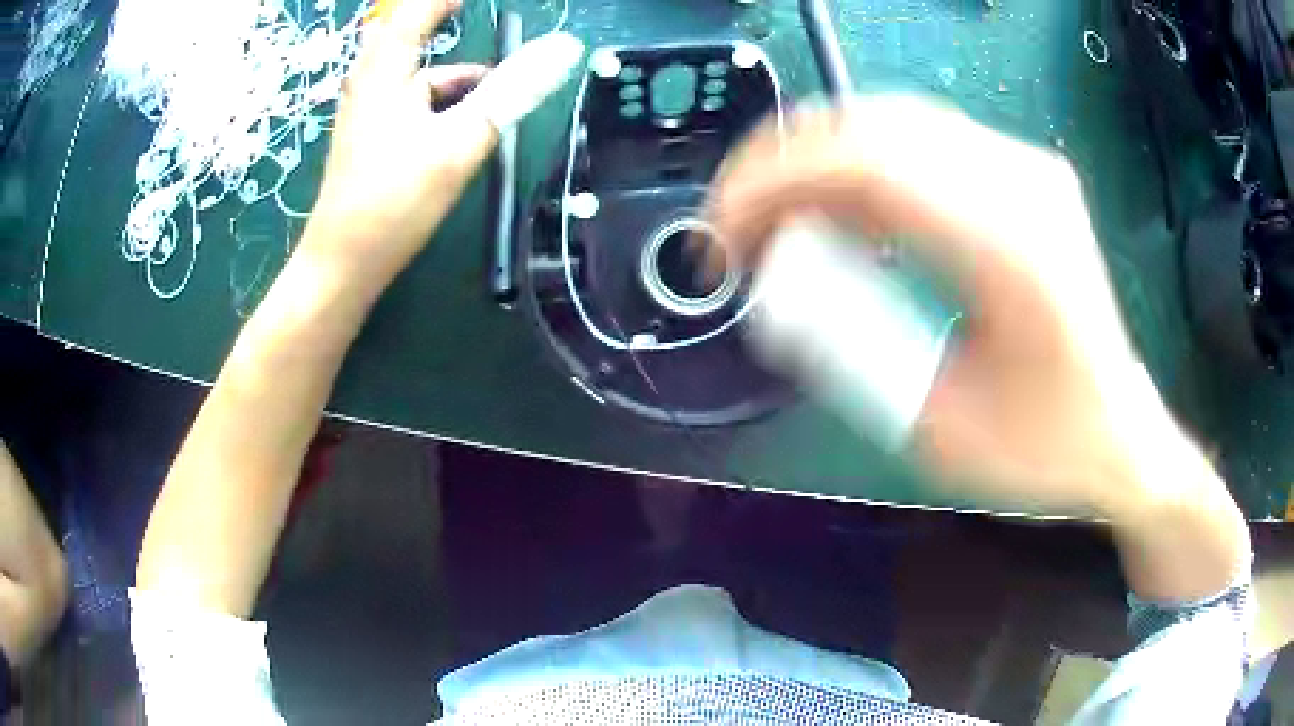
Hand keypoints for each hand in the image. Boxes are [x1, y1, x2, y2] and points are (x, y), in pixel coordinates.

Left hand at [304, 0, 582, 292]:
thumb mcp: (460, 140)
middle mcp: (371, 82)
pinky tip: (467, 123)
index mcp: (385, 70)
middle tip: (478, 21)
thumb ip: (511, 91)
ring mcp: (367, 111)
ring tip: (497, 86)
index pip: (417, 10)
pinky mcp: (371, 137)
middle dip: (446, 24)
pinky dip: (443, 101)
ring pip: (417, 73)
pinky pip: (412, 101)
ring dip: (455, 72)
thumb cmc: (393, 201)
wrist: (343, 265)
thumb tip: (565, 47)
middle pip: (412, 36)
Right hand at [708, 96, 1215, 517]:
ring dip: (816, 163)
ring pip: (888, 122)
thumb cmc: (1042, 446)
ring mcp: (1026, 167)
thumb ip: (853, 353)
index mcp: (1013, 250)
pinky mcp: (1019, 172)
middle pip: (871, 127)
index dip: (773, 182)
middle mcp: (1023, 184)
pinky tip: (841, 215)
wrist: (1115, 430)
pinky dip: (859, 167)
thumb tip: (779, 289)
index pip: (867, 166)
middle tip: (737, 226)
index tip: (720, 231)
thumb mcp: (936, 429)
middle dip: (781, 165)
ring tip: (779, 223)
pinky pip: (919, 141)